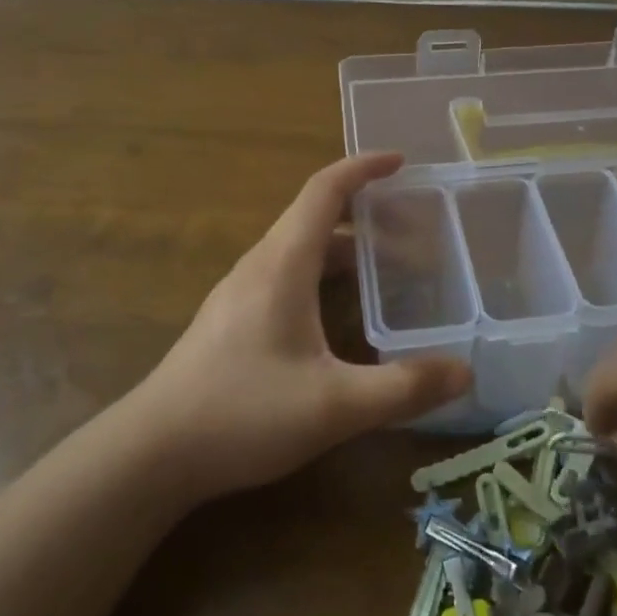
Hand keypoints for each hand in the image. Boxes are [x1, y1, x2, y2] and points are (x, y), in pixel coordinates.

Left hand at [128, 152, 471, 503]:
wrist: (151, 453)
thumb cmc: (242, 413)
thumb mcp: (334, 405)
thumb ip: (403, 388)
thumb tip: (465, 372)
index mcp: (283, 263)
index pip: (325, 190)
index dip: (363, 168)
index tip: (401, 162)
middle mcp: (260, 265)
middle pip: (314, 215)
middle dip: (364, 211)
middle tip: (412, 227)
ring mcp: (240, 292)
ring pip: (299, 248)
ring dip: (343, 246)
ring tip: (387, 269)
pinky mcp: (231, 319)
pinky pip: (286, 274)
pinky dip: (322, 273)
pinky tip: (339, 316)